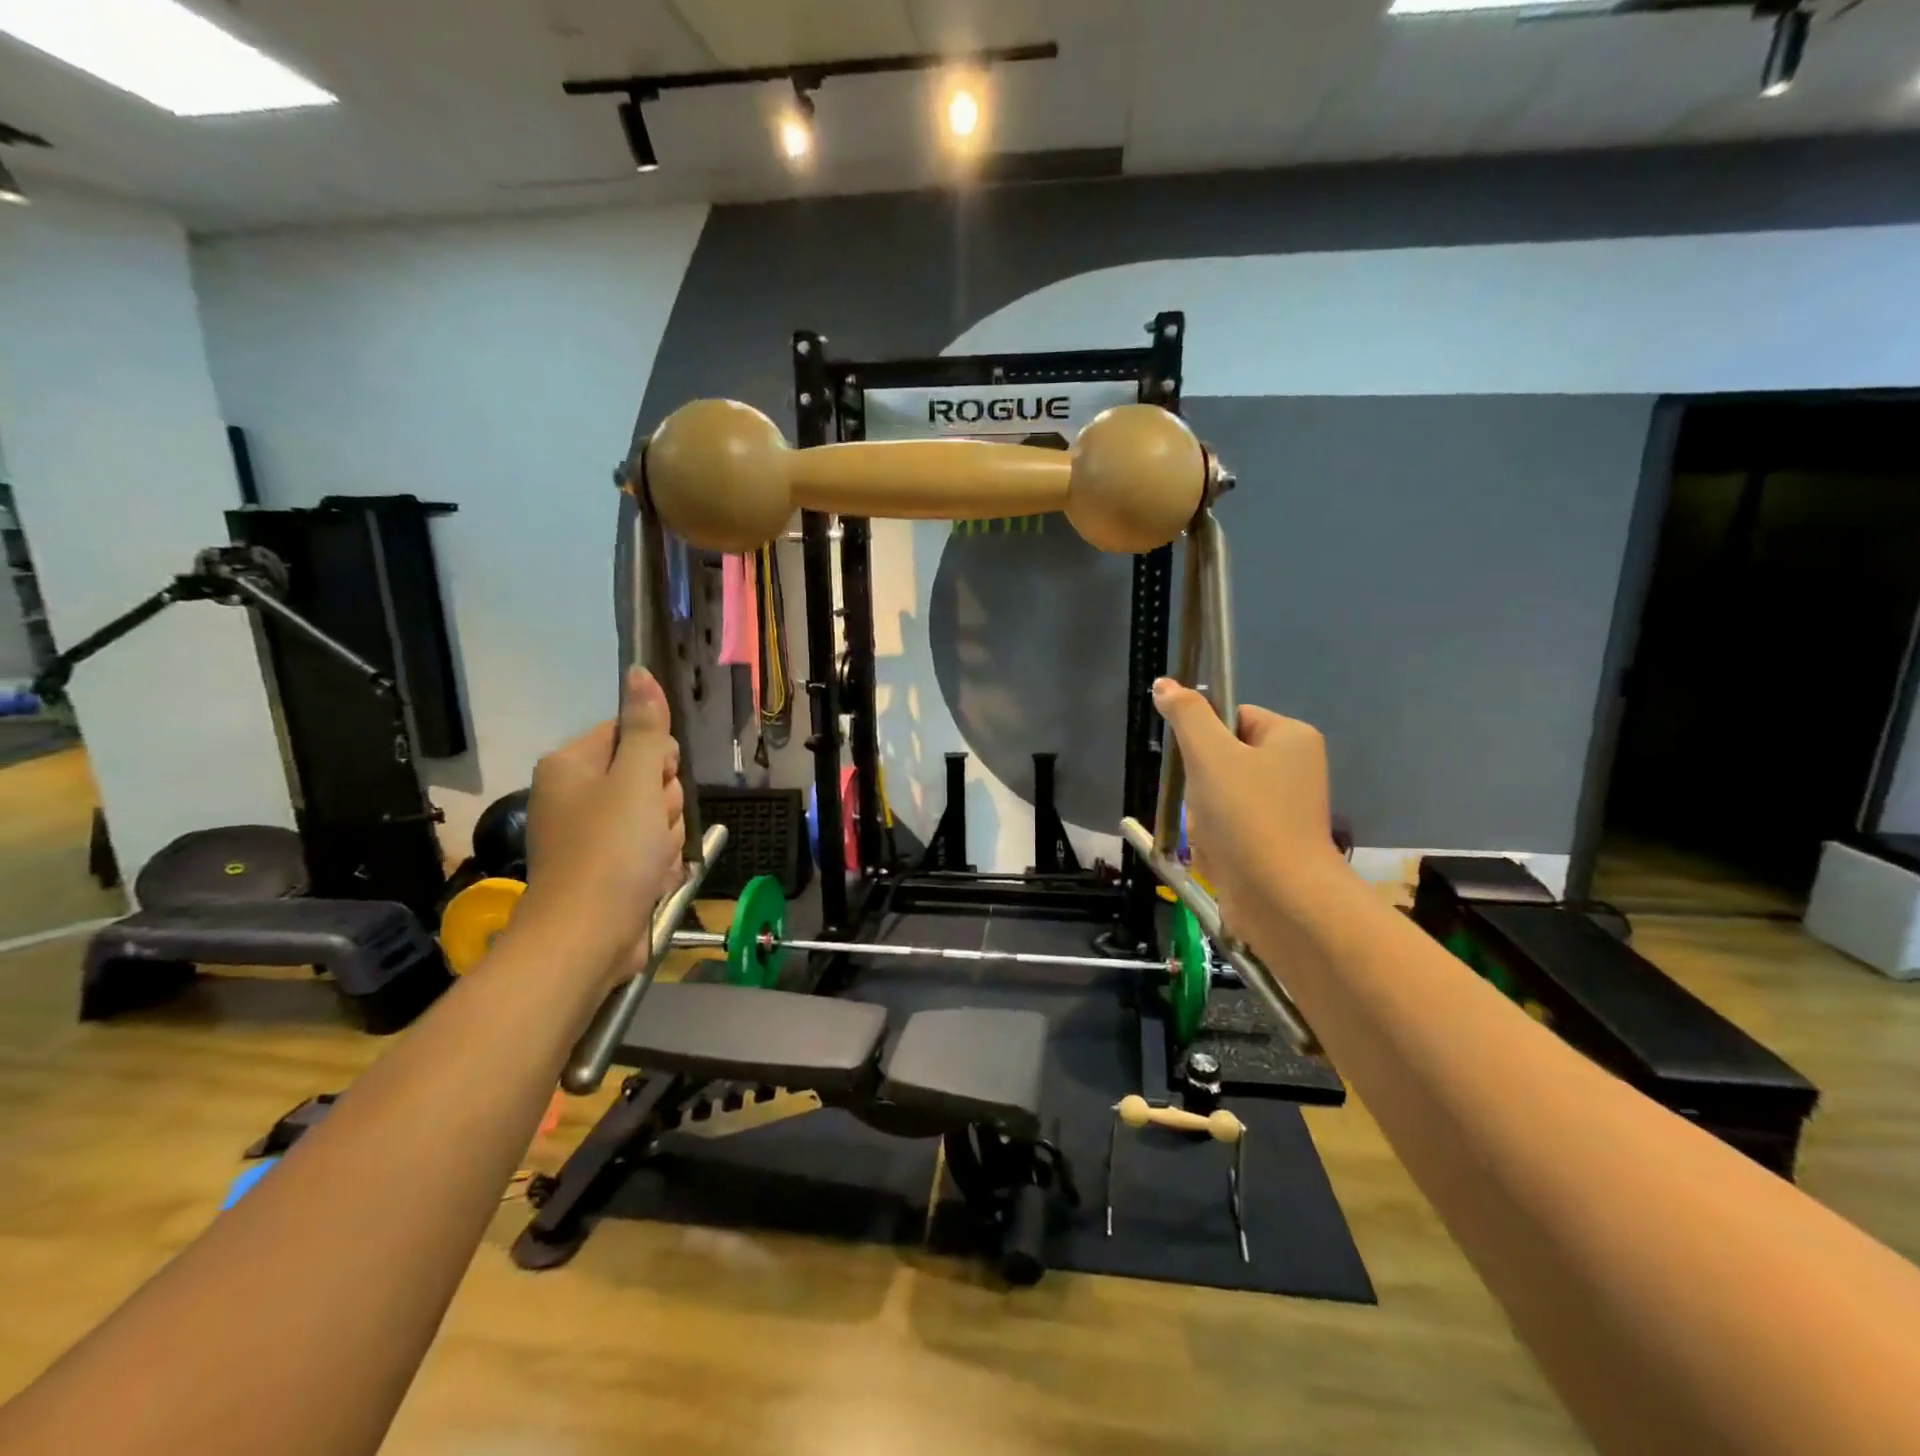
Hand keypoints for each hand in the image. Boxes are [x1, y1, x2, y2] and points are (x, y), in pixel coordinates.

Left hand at [514, 669, 686, 988]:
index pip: (631, 733)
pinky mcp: (608, 868)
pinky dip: (658, 863)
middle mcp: (577, 794)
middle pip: (647, 776)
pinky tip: (651, 880)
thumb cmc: (610, 852)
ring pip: (656, 815)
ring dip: (666, 836)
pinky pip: (650, 848)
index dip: (655, 757)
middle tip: (652, 827)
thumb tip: (639, 672)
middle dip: (663, 803)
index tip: (655, 783)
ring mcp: (593, 834)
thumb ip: (644, 727)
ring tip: (651, 861)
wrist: (586, 940)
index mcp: (572, 765)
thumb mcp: (635, 781)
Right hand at [1152, 677, 1343, 923]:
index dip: (1204, 737)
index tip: (1197, 763)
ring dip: (1202, 814)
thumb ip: (1186, 715)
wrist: (1281, 898)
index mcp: (1291, 737)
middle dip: (1200, 783)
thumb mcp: (1210, 754)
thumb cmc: (1248, 815)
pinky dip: (1214, 839)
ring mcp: (1285, 808)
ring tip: (1210, 834)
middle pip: (1222, 757)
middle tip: (1204, 803)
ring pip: (1219, 795)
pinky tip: (1216, 854)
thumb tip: (1164, 684)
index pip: (1232, 716)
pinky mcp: (1273, 842)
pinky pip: (1228, 826)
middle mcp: (1295, 768)